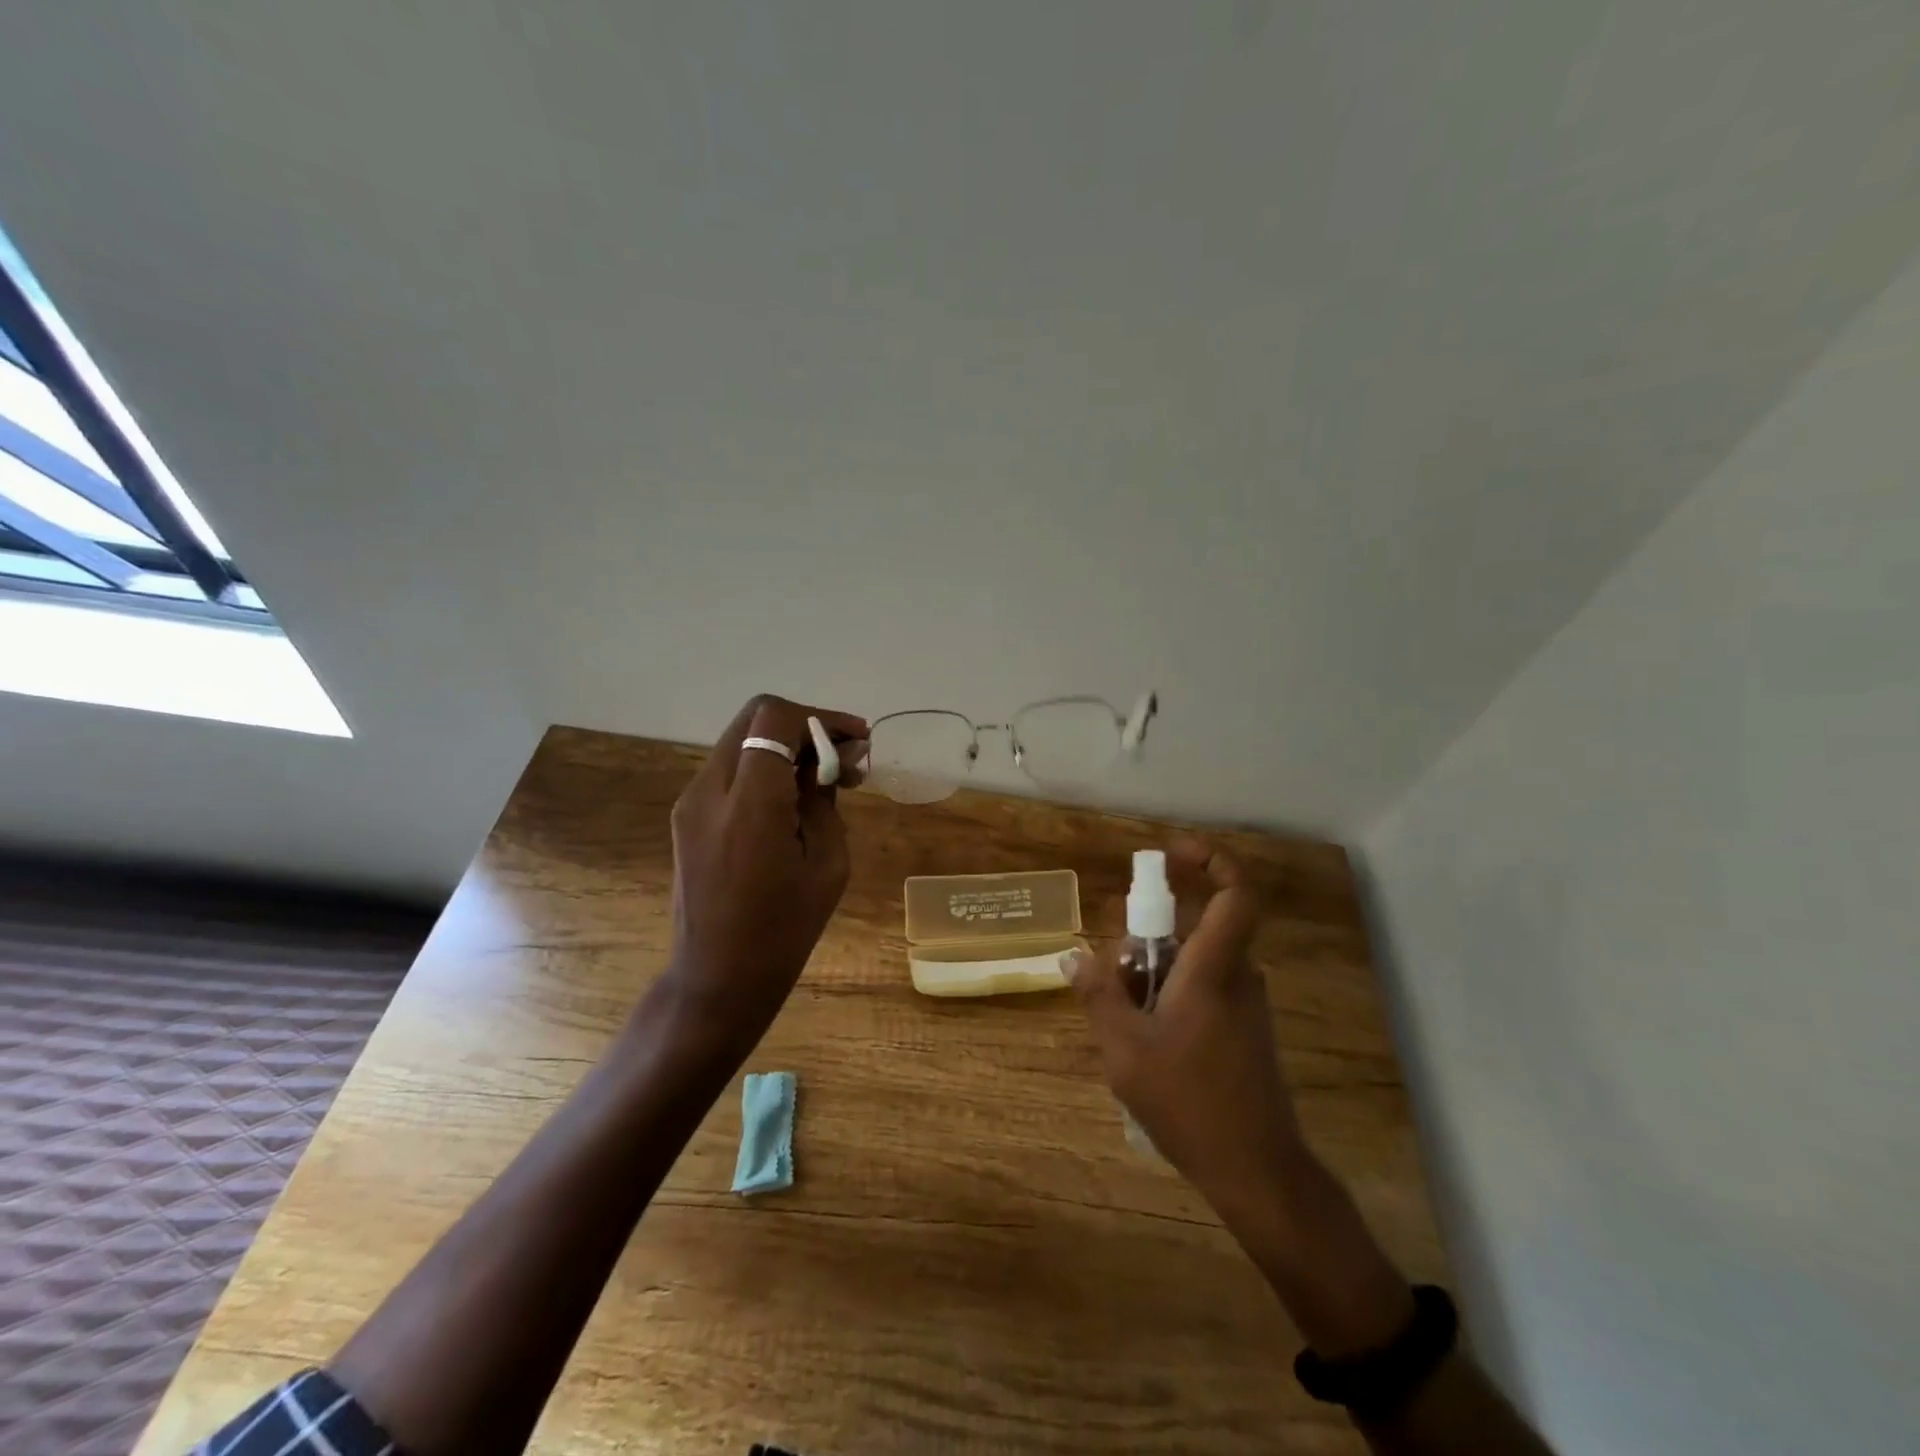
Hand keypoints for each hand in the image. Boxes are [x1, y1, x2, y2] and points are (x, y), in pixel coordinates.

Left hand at [665, 694, 868, 1044]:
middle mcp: (710, 791)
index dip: (821, 718)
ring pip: (741, 738)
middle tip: (844, 755)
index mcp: (750, 805)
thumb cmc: (784, 931)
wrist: (717, 979)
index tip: (856, 741)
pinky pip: (730, 768)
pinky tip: (792, 799)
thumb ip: (825, 799)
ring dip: (785, 745)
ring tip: (824, 779)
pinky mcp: (686, 816)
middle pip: (754, 716)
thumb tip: (833, 758)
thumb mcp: (827, 863)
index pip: (774, 718)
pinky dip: (764, 766)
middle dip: (805, 725)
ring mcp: (691, 802)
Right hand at [1065, 839, 1304, 1217]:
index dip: (1211, 860)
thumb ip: (1098, 995)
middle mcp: (1238, 976)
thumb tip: (1072, 956)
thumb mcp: (1124, 1051)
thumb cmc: (1189, 1105)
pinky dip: (1169, 999)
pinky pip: (1203, 990)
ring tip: (1124, 1026)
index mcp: (1214, 971)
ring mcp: (1246, 1004)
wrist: (1258, 1172)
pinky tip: (1148, 1046)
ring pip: (1193, 964)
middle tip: (1114, 979)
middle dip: (1146, 943)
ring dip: (1153, 978)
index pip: (1235, 895)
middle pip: (1191, 931)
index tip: (1172, 853)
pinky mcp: (1245, 1028)